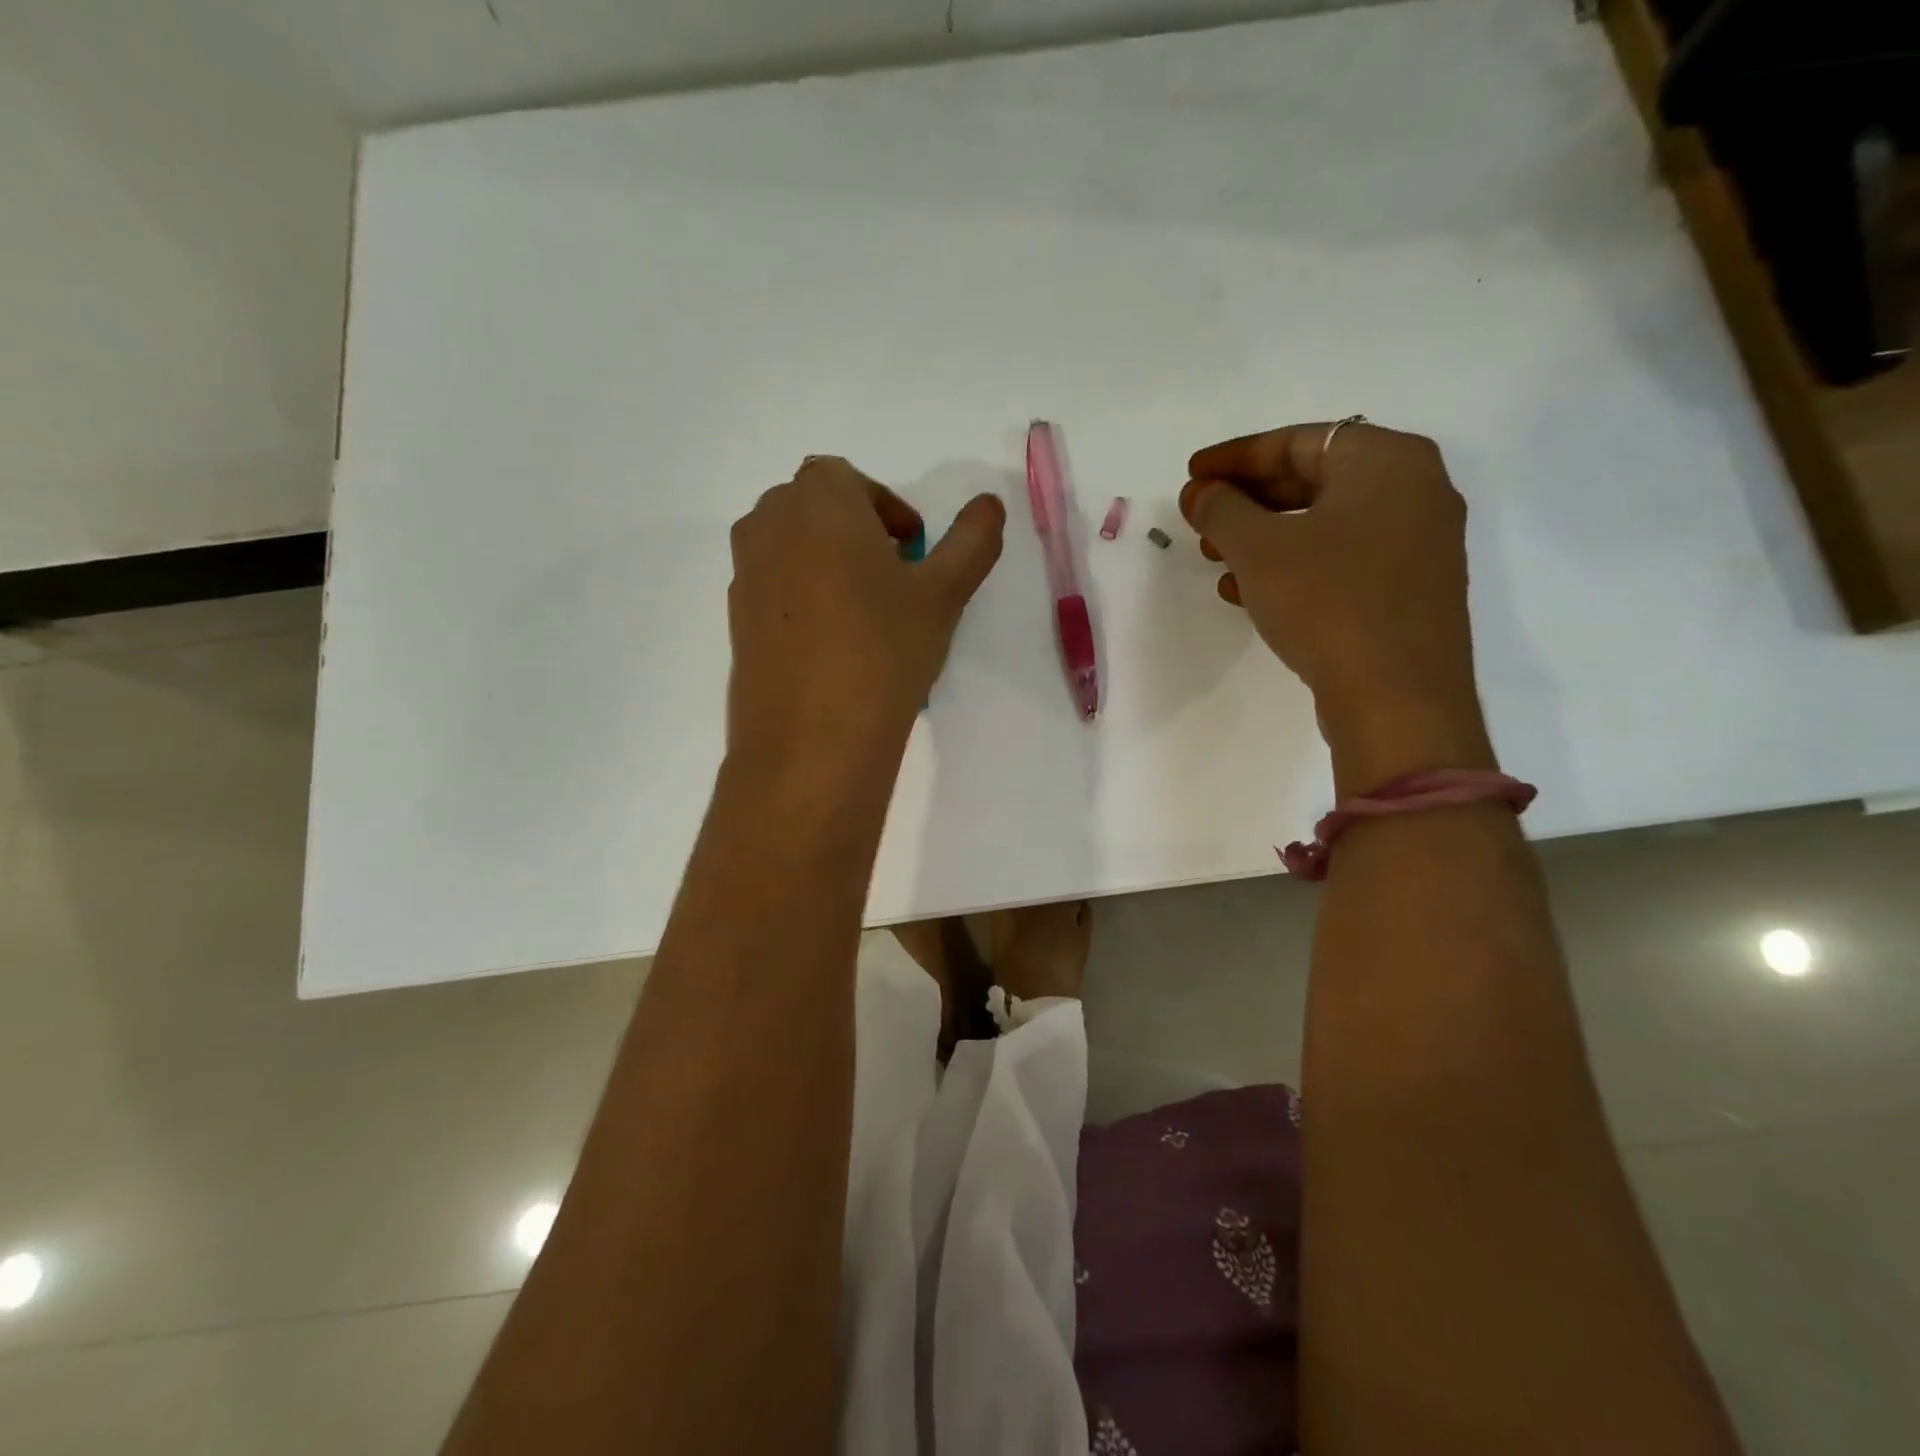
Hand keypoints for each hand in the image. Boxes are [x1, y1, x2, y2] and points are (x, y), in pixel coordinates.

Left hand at [726, 457, 1005, 766]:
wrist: (812, 737)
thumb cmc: (884, 650)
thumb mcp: (944, 593)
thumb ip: (972, 540)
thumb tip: (989, 504)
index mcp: (818, 501)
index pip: (848, 479)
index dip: (885, 507)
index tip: (912, 549)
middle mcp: (769, 524)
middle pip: (812, 506)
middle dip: (854, 529)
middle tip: (892, 576)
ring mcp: (744, 573)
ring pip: (789, 546)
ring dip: (826, 560)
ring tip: (864, 611)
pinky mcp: (734, 619)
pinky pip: (773, 587)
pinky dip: (802, 596)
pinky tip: (832, 645)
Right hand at [1180, 422, 1494, 794]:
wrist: (1397, 697)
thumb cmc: (1327, 601)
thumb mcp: (1259, 549)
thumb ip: (1221, 509)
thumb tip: (1200, 492)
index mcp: (1387, 460)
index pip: (1297, 441)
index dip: (1235, 457)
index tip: (1191, 475)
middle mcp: (1414, 490)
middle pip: (1313, 480)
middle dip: (1247, 500)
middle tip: (1200, 518)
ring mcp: (1418, 544)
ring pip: (1324, 525)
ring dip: (1264, 538)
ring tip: (1215, 559)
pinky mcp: (1409, 590)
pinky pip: (1342, 561)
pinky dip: (1294, 567)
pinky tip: (1248, 592)